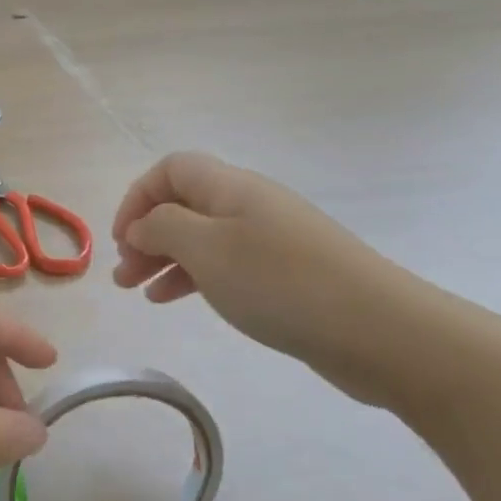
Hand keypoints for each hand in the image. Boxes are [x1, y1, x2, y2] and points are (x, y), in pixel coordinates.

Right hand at [111, 152, 422, 406]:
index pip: (170, 170)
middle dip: (145, 234)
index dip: (137, 197)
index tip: (121, 239)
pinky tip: (174, 300)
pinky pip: (225, 264)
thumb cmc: (280, 282)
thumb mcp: (205, 248)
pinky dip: (194, 277)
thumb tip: (143, 224)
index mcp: (230, 187)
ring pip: (201, 238)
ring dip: (164, 259)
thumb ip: (162, 227)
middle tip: (122, 275)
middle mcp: (249, 204)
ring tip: (138, 293)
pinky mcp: (285, 274)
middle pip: (183, 204)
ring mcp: (270, 239)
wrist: (380, 331)